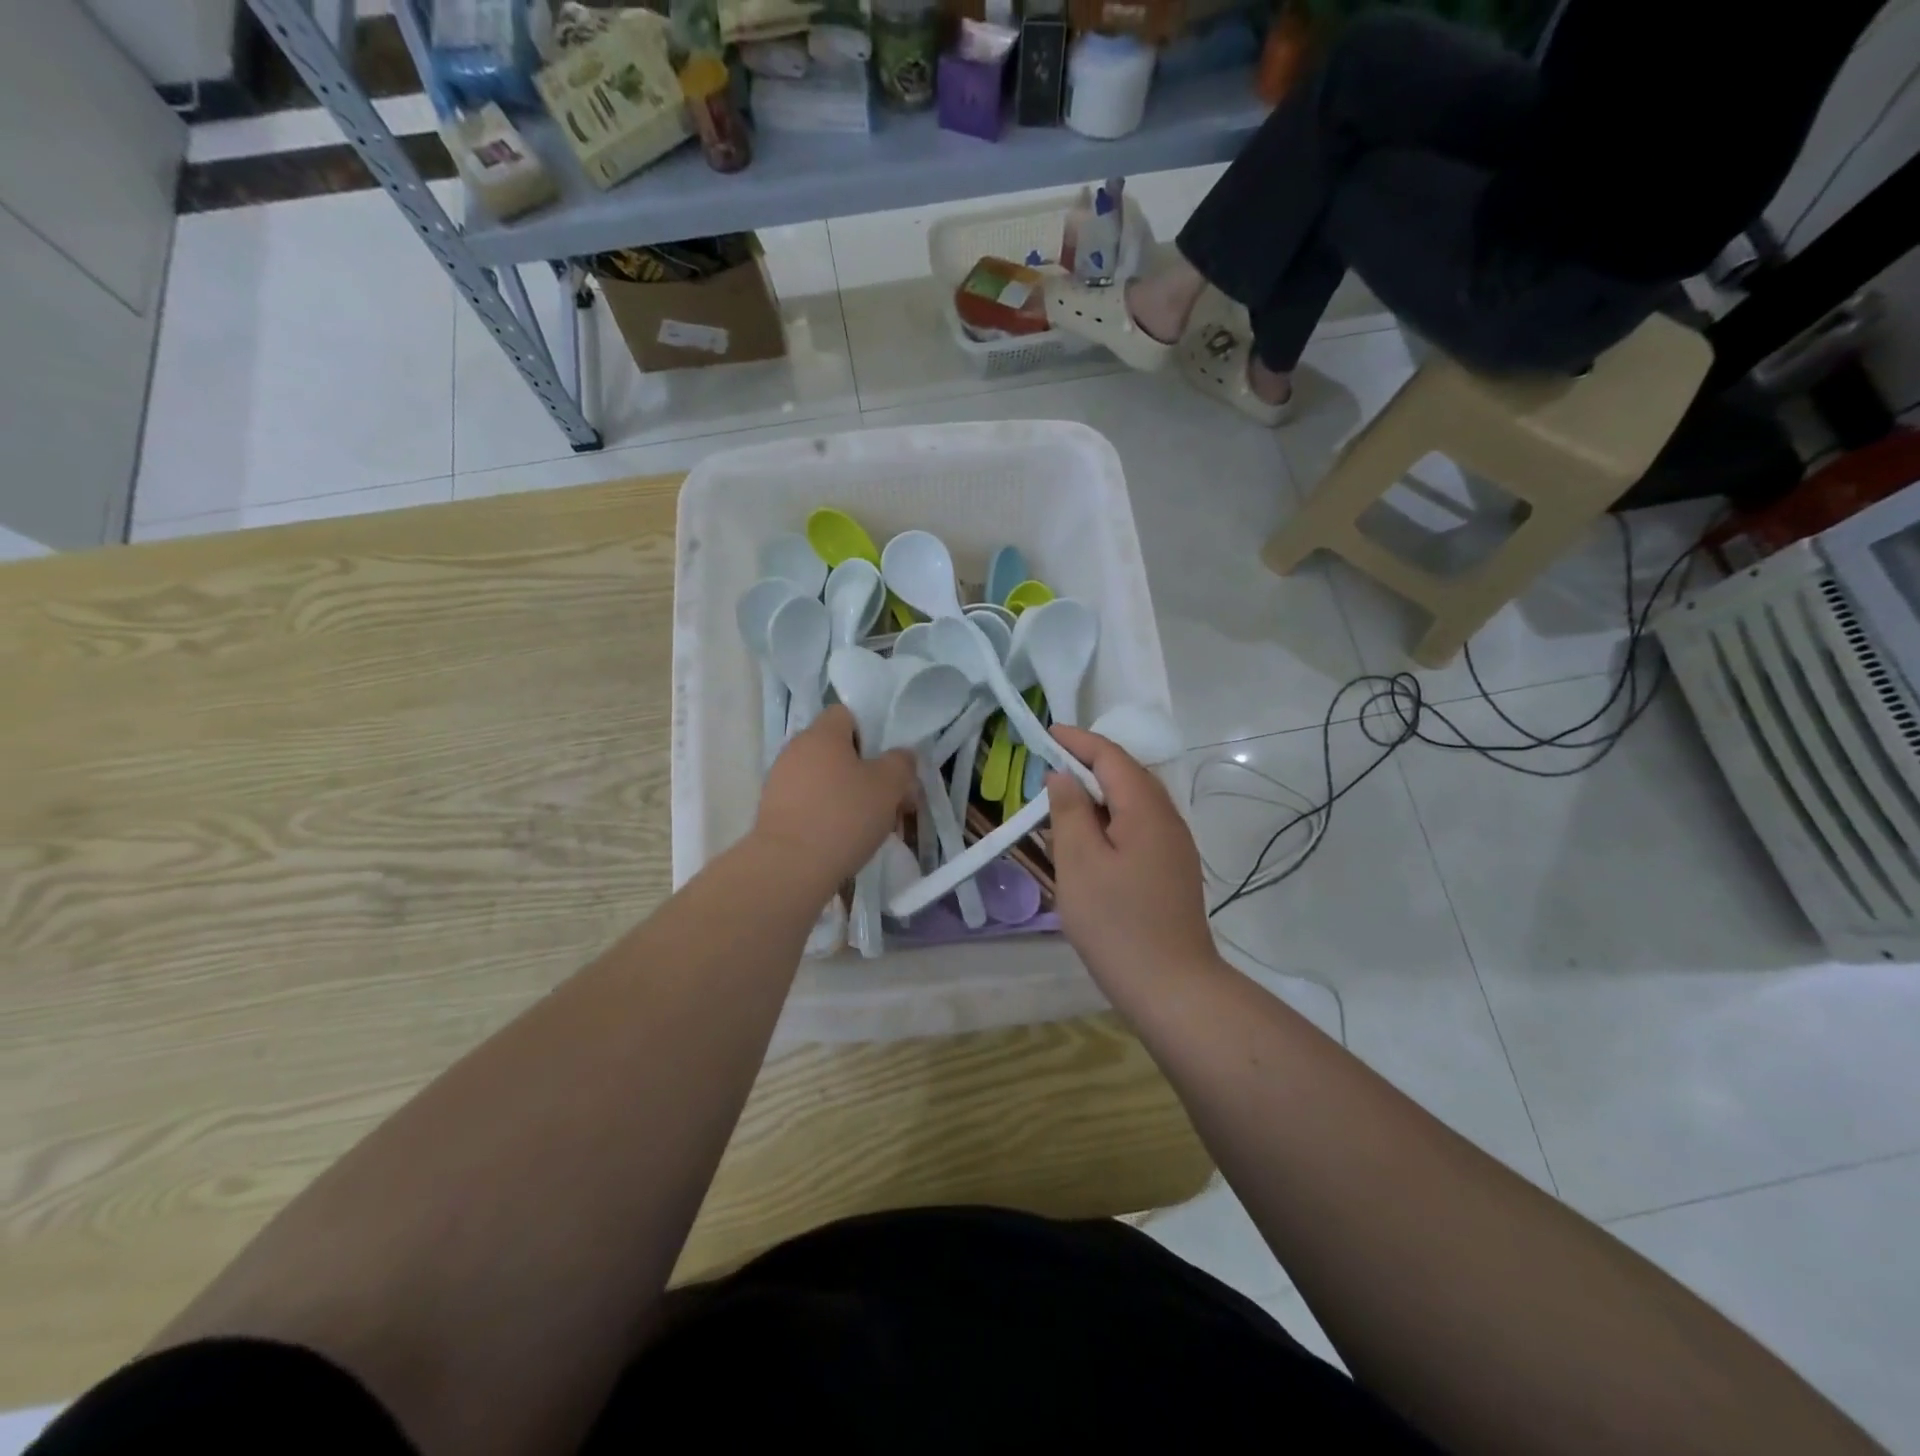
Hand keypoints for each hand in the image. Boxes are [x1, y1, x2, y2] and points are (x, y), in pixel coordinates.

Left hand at [753, 706, 915, 894]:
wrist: (789, 867)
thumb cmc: (844, 816)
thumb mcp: (889, 786)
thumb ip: (901, 763)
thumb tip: (901, 756)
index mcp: (822, 734)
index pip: (846, 714)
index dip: (870, 732)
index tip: (885, 762)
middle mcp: (795, 750)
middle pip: (835, 750)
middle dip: (862, 771)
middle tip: (887, 799)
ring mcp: (779, 781)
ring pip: (823, 779)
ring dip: (845, 795)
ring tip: (868, 826)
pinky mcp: (772, 812)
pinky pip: (807, 804)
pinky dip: (826, 815)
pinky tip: (842, 840)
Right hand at [1046, 726, 1216, 989]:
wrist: (1172, 987)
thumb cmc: (1117, 923)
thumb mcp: (1079, 863)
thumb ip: (1070, 812)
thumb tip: (1064, 777)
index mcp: (1146, 809)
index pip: (1111, 757)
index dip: (1078, 741)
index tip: (1047, 733)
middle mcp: (1168, 819)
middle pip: (1128, 775)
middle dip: (1089, 764)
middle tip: (1050, 766)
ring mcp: (1175, 847)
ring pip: (1134, 803)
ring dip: (1100, 793)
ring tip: (1064, 800)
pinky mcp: (1172, 871)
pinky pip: (1139, 827)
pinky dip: (1111, 819)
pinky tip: (1091, 840)